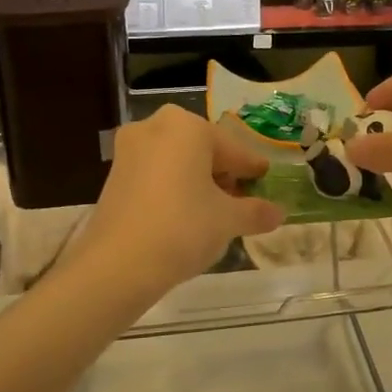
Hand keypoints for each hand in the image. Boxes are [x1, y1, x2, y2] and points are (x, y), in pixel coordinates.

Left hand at [76, 106, 285, 292]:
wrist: (117, 265)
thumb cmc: (183, 228)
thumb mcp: (228, 220)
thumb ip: (256, 212)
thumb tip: (279, 213)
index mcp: (187, 126)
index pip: (232, 149)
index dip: (251, 168)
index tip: (265, 178)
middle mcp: (155, 127)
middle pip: (202, 150)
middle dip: (222, 173)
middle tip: (241, 198)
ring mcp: (129, 150)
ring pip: (176, 162)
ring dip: (197, 182)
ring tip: (215, 211)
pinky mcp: (113, 176)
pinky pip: (155, 175)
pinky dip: (173, 189)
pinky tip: (185, 216)